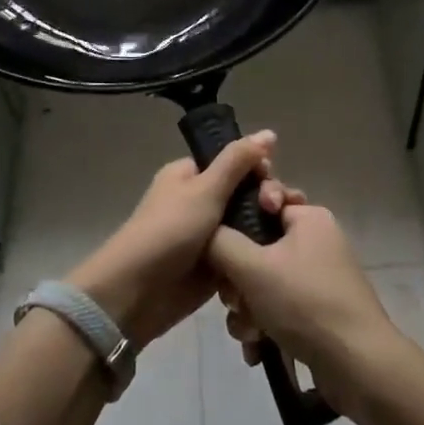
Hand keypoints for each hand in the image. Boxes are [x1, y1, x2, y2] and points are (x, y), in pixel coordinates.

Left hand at [67, 131, 294, 348]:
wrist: (137, 292)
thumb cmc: (169, 231)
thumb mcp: (205, 189)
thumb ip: (238, 161)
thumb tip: (269, 132)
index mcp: (190, 175)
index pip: (234, 163)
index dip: (258, 170)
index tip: (270, 183)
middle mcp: (199, 201)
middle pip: (245, 193)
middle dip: (266, 200)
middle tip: (277, 210)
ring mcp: (208, 235)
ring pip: (248, 225)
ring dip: (266, 229)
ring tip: (286, 236)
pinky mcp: (215, 265)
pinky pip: (243, 253)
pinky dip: (257, 254)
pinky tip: (278, 257)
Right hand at [206, 201, 403, 413]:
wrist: (358, 365)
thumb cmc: (304, 303)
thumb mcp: (252, 267)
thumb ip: (220, 241)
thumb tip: (205, 232)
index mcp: (308, 218)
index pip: (262, 200)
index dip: (237, 221)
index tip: (223, 244)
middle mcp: (315, 241)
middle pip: (257, 247)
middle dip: (238, 279)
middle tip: (234, 300)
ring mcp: (318, 277)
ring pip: (263, 281)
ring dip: (247, 308)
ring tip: (248, 334)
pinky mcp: (318, 309)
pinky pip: (278, 306)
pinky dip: (264, 325)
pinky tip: (257, 349)